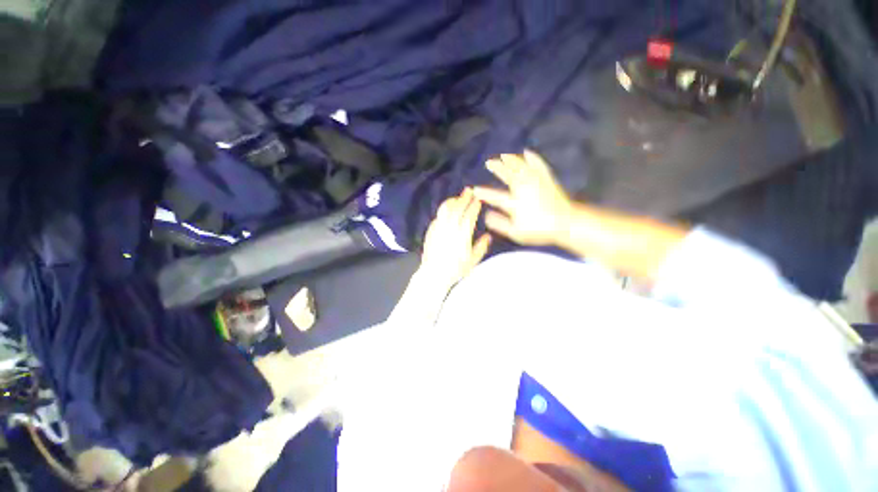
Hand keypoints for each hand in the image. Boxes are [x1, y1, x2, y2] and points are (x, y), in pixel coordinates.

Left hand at [421, 188, 492, 288]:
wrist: (434, 274)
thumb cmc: (455, 270)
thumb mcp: (472, 261)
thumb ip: (481, 247)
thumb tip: (488, 236)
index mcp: (462, 237)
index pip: (469, 217)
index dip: (474, 207)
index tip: (478, 201)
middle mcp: (450, 230)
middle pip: (457, 210)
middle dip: (464, 198)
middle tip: (469, 191)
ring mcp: (439, 229)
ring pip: (446, 210)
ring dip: (453, 201)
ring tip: (458, 197)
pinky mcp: (431, 231)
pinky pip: (438, 216)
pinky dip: (444, 210)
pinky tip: (447, 208)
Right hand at [473, 151, 571, 245]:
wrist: (566, 222)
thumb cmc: (539, 230)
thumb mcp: (516, 232)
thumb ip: (500, 224)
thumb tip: (486, 215)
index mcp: (515, 203)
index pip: (494, 196)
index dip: (483, 193)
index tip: (474, 190)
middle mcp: (524, 189)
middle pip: (507, 175)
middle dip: (497, 168)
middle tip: (489, 162)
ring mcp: (536, 182)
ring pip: (521, 166)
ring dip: (511, 160)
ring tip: (503, 155)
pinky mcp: (546, 179)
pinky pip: (538, 164)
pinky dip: (532, 158)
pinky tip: (527, 152)